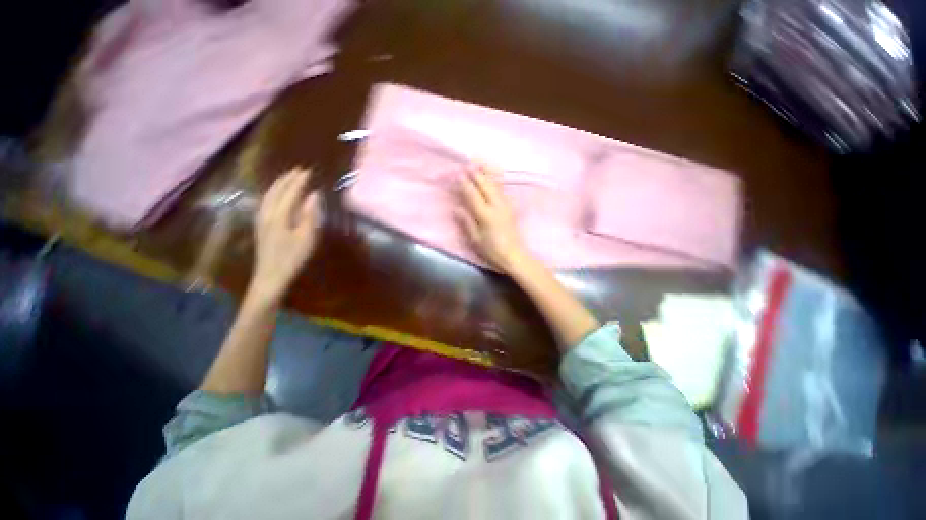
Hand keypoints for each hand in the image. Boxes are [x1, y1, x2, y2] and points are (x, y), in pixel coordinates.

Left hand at [250, 167, 320, 302]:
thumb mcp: (307, 238)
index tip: (307, 171)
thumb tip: (314, 195)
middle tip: (298, 170)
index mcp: (279, 215)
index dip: (299, 181)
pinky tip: (276, 195)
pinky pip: (265, 202)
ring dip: (278, 184)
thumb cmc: (292, 258)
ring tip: (288, 178)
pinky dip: (272, 193)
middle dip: (287, 179)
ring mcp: (261, 219)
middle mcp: (267, 213)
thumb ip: (310, 215)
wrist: (270, 276)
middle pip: (276, 191)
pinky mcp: (260, 225)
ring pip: (268, 195)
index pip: (290, 192)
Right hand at [458, 163, 527, 272]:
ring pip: (496, 186)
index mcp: (486, 215)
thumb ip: (467, 223)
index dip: (466, 184)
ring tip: (480, 166)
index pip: (473, 195)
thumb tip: (457, 208)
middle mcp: (497, 207)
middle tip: (469, 164)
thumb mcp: (476, 240)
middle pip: (486, 186)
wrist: (514, 256)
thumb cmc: (492, 251)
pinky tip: (493, 180)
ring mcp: (505, 206)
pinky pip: (502, 191)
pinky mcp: (511, 209)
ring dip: (487, 175)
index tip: (459, 174)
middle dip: (477, 175)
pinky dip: (495, 182)